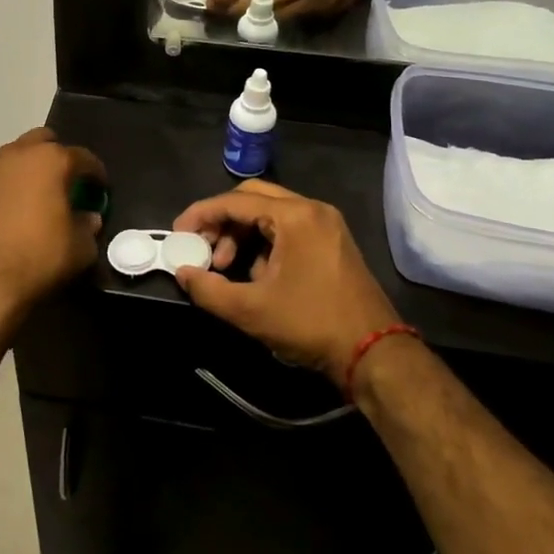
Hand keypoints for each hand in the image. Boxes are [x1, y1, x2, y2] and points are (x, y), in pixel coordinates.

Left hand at [0, 129, 106, 324]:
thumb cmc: (37, 256)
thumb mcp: (79, 248)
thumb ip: (88, 227)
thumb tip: (88, 218)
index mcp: (51, 160)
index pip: (83, 157)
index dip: (96, 173)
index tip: (101, 189)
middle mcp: (18, 154)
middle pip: (44, 141)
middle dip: (59, 156)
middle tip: (67, 182)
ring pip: (16, 156)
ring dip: (30, 168)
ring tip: (39, 196)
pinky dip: (9, 185)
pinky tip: (13, 210)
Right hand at [171, 180, 400, 385]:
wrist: (375, 354)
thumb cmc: (312, 324)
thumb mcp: (252, 311)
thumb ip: (209, 289)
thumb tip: (182, 273)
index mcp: (294, 216)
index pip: (235, 201)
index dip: (201, 215)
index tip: (178, 234)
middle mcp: (312, 210)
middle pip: (253, 199)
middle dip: (221, 222)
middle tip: (202, 249)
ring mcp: (326, 225)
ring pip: (270, 214)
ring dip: (242, 235)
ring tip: (226, 269)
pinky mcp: (332, 243)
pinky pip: (288, 229)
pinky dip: (264, 244)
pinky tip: (256, 276)